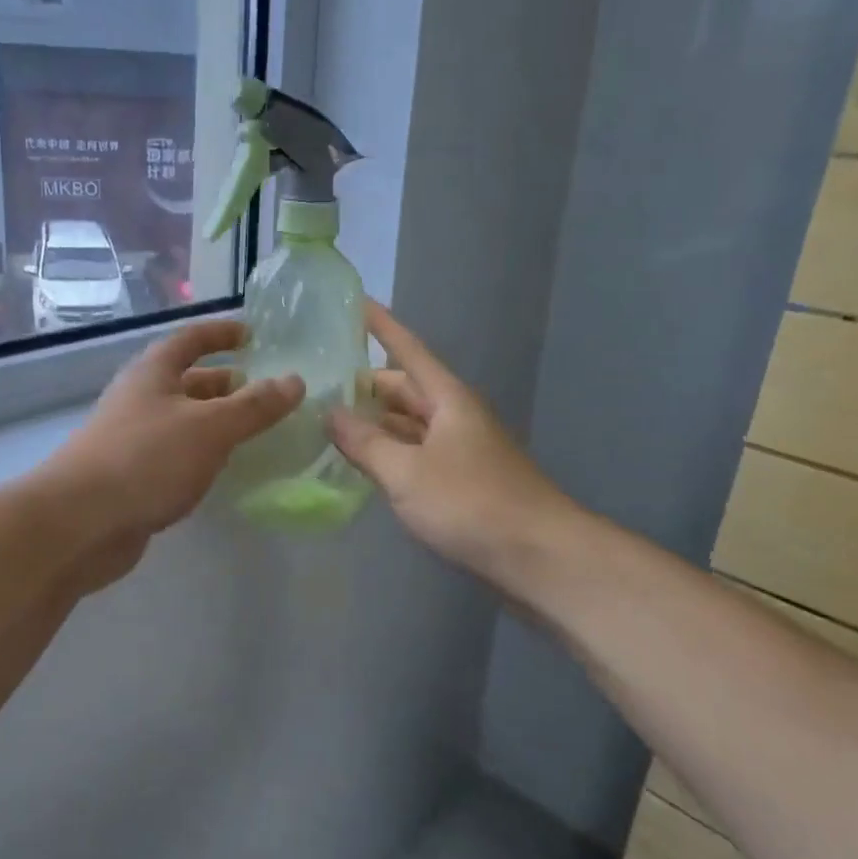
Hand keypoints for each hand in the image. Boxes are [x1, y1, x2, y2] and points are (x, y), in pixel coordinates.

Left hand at [45, 319, 303, 554]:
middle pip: (187, 380)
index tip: (252, 335)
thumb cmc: (146, 459)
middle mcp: (140, 398)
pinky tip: (223, 469)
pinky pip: (176, 453)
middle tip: (264, 391)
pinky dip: (202, 453)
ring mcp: (132, 438)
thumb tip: (295, 380)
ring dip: (216, 421)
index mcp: (153, 372)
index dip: (221, 333)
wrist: (79, 522)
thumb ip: (254, 406)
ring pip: (183, 420)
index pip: (191, 338)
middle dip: (225, 383)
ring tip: (254, 431)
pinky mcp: (132, 476)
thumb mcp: (210, 427)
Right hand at [328, 301, 566, 581]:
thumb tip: (330, 414)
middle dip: (365, 384)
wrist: (538, 556)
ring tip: (327, 420)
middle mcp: (454, 416)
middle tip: (318, 382)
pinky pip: (415, 454)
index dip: (380, 326)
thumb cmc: (471, 503)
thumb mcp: (407, 472)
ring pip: (408, 424)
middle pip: (404, 389)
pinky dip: (389, 453)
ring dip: (374, 422)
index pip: (407, 350)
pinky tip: (361, 462)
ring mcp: (459, 450)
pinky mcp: (461, 481)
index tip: (354, 302)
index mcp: (447, 399)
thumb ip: (365, 443)